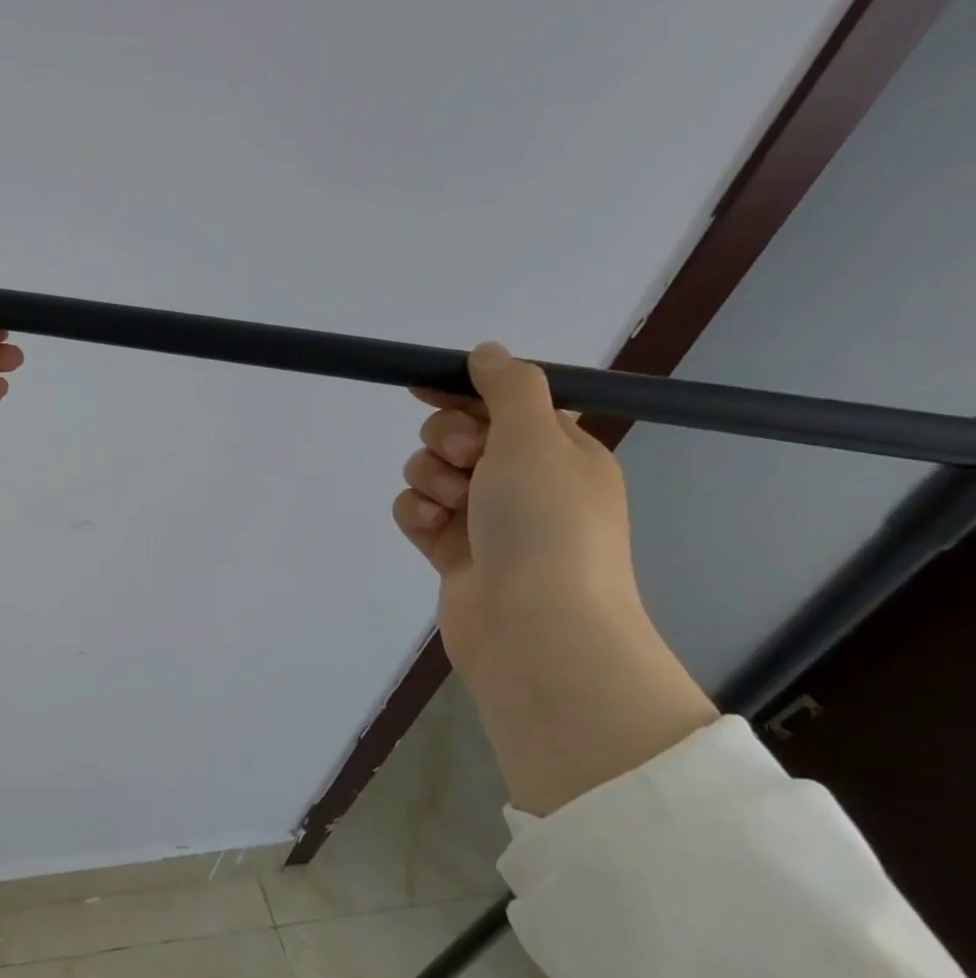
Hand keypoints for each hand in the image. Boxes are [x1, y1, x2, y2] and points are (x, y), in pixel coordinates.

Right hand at [392, 343, 716, 813]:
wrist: (535, 625)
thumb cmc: (546, 523)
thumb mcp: (536, 437)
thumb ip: (508, 387)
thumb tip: (488, 352)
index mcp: (560, 452)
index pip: (505, 404)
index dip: (464, 392)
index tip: (423, 388)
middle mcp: (524, 482)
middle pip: (461, 435)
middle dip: (448, 441)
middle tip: (467, 460)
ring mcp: (486, 520)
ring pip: (431, 473)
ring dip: (430, 479)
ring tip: (450, 505)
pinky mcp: (451, 551)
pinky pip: (417, 513)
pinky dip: (417, 514)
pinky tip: (430, 528)